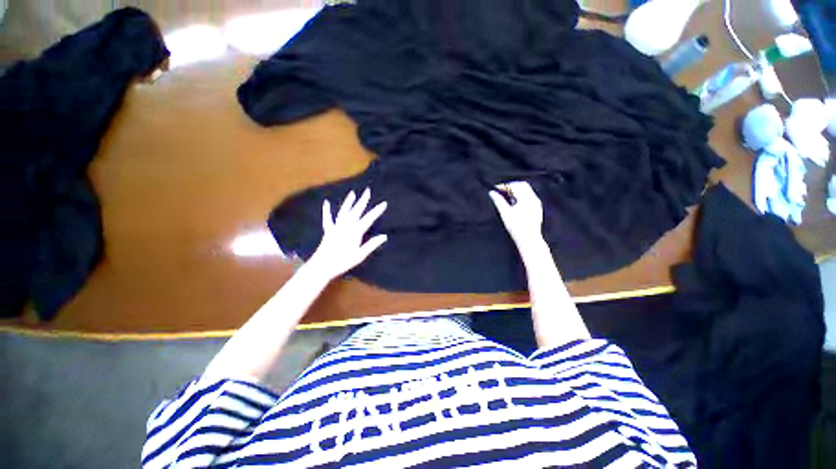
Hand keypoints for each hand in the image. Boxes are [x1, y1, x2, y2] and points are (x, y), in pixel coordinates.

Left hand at [308, 188, 387, 279]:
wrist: (322, 266)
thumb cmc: (343, 262)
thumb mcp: (360, 255)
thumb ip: (372, 244)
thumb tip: (384, 236)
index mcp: (355, 232)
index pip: (369, 219)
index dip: (377, 211)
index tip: (384, 203)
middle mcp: (346, 226)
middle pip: (356, 211)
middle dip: (363, 200)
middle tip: (367, 190)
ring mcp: (336, 227)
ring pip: (344, 212)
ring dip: (349, 202)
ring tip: (352, 193)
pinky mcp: (328, 230)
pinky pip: (328, 218)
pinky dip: (327, 210)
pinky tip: (326, 203)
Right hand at [489, 181, 544, 248]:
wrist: (529, 239)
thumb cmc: (516, 227)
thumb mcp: (505, 213)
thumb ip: (498, 201)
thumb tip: (492, 193)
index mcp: (526, 198)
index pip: (515, 185)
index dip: (504, 186)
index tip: (496, 189)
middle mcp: (533, 199)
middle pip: (522, 186)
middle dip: (511, 187)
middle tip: (501, 192)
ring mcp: (536, 204)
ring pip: (526, 191)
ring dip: (516, 192)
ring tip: (506, 198)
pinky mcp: (537, 209)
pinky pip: (529, 197)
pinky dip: (521, 197)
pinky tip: (514, 204)